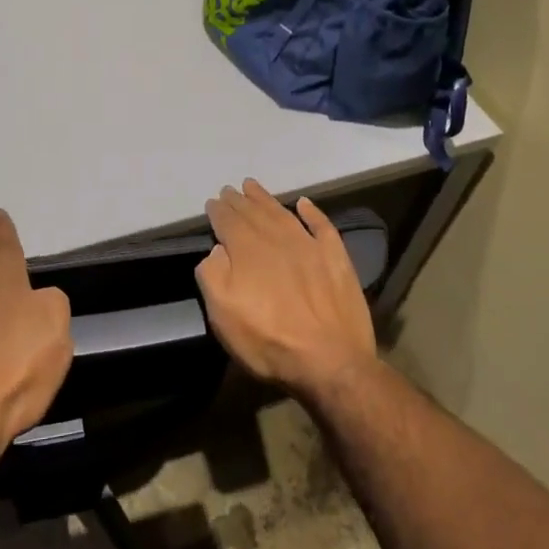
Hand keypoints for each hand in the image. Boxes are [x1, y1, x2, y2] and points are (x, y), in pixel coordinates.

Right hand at [196, 179, 378, 401]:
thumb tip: (217, 250)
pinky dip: (312, 212)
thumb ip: (213, 275)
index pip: (228, 221)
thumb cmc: (269, 341)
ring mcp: (309, 246)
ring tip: (253, 187)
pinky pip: (322, 226)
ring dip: (266, 199)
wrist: (330, 361)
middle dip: (239, 201)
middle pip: (254, 213)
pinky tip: (304, 203)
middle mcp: (277, 239)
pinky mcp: (336, 258)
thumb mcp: (223, 315)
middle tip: (230, 190)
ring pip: (283, 213)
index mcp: (247, 250)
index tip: (212, 202)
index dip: (218, 211)